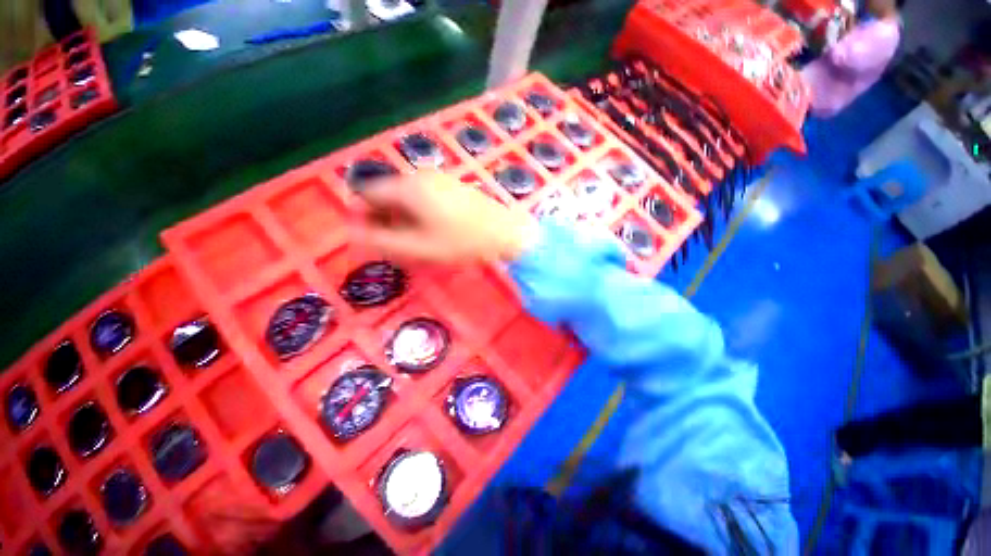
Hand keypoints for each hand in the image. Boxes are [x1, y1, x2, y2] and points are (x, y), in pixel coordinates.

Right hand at [349, 171, 537, 262]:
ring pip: (407, 196)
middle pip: (388, 193)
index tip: (372, 237)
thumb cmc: (461, 243)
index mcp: (407, 187)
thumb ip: (381, 240)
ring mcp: (439, 178)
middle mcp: (420, 175)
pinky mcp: (453, 185)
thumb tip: (352, 231)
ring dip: (403, 217)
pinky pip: (424, 196)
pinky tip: (433, 229)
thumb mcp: (418, 247)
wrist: (506, 233)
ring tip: (416, 240)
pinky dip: (420, 212)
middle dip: (385, 217)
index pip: (367, 193)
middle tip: (397, 243)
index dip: (362, 215)